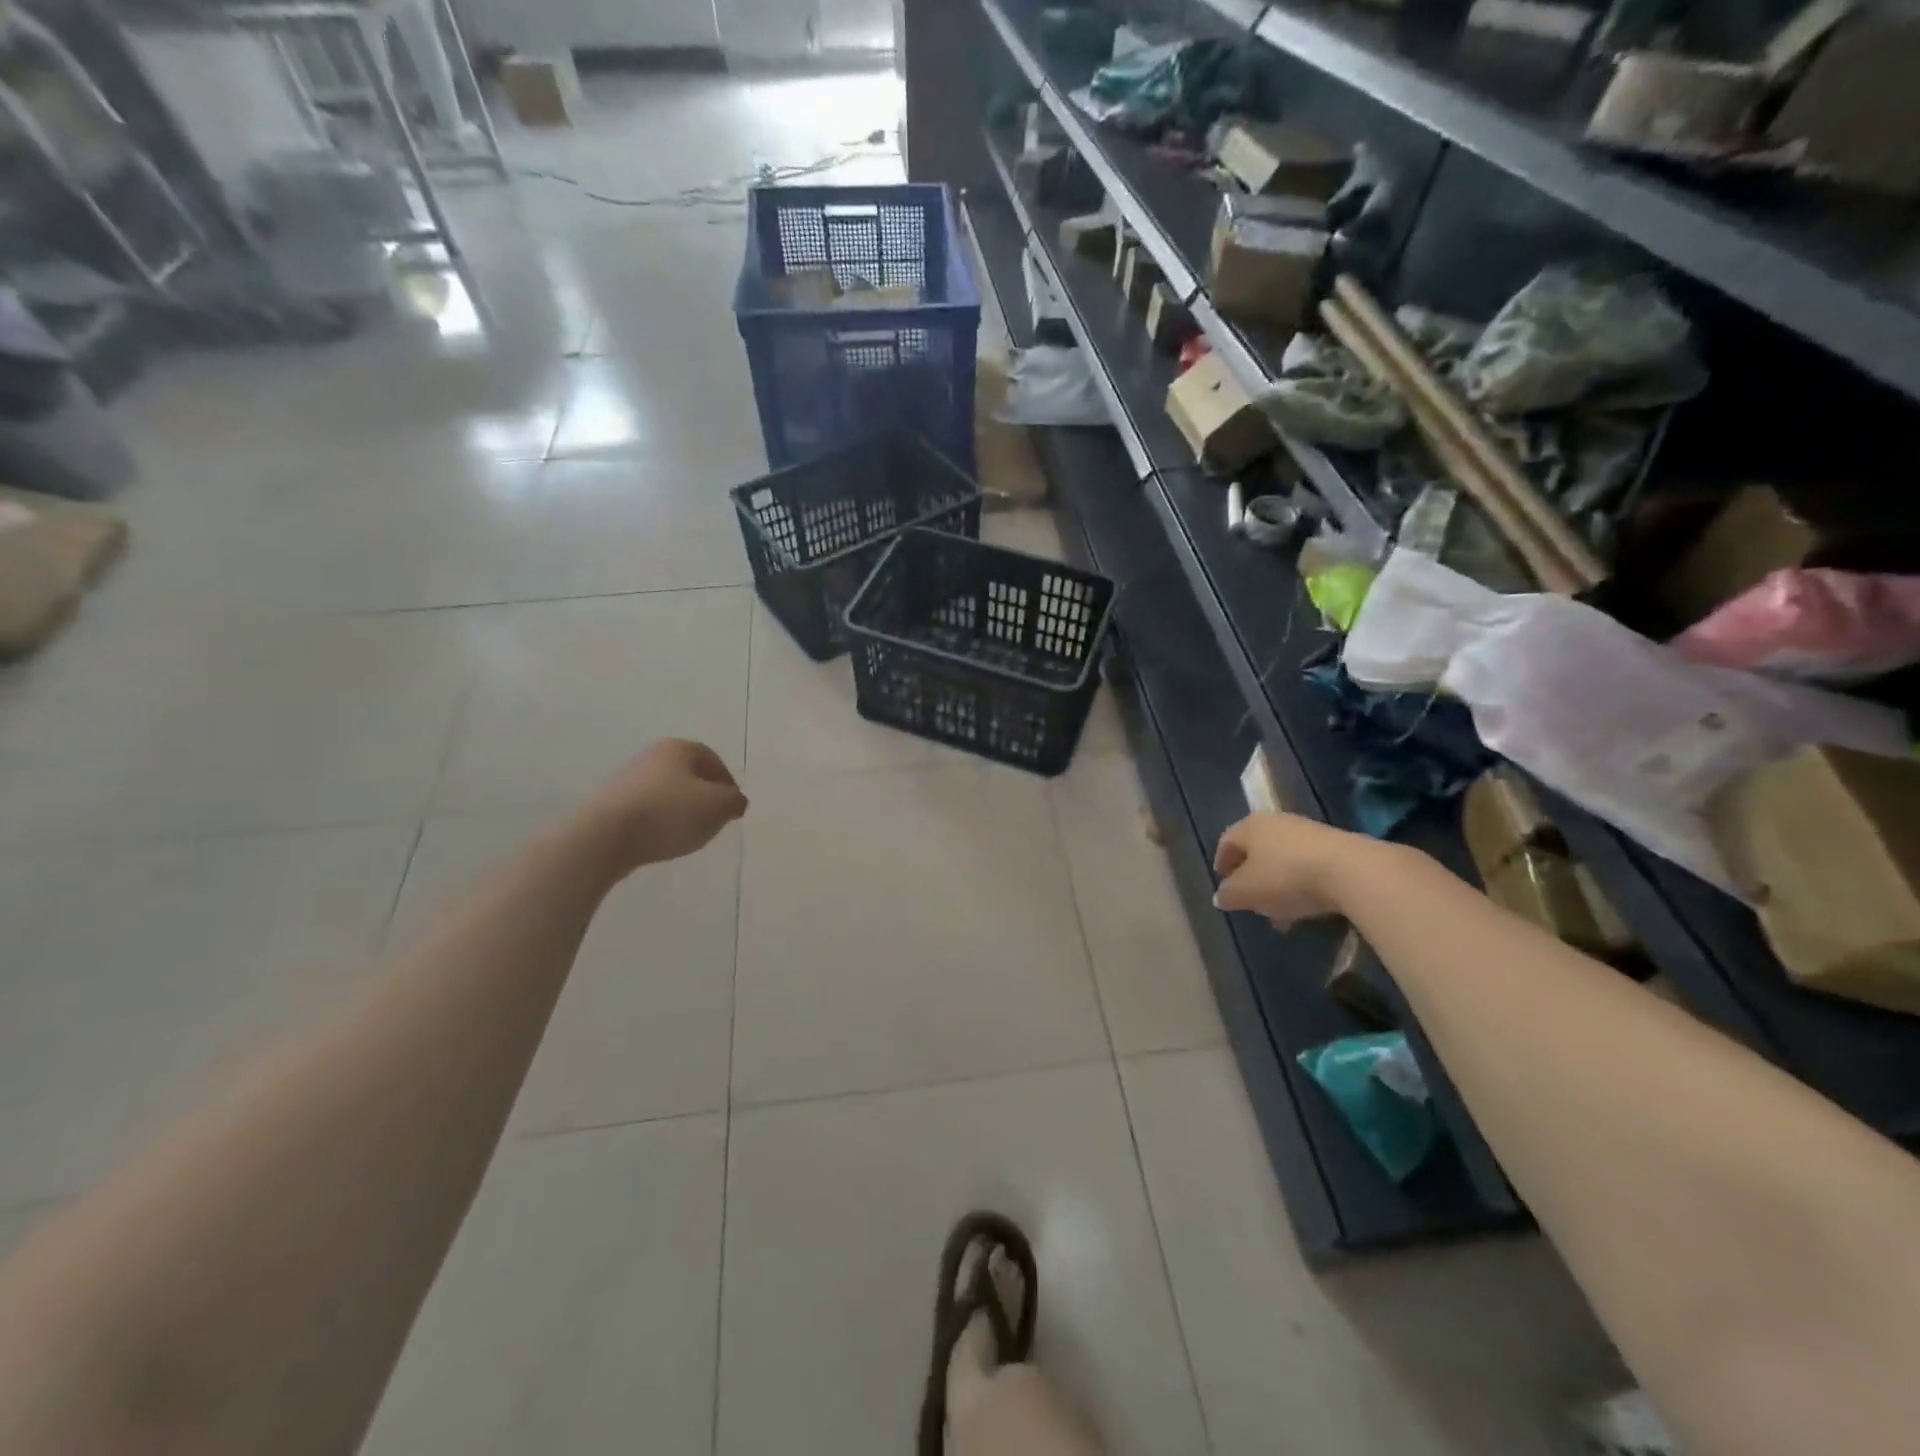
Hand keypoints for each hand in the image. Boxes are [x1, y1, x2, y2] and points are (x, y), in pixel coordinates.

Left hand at [579, 739, 747, 875]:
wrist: (605, 836)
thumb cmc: (670, 812)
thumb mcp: (719, 806)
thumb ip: (734, 801)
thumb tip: (735, 801)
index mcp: (678, 748)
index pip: (712, 759)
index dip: (727, 783)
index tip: (732, 807)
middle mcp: (651, 757)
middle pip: (688, 775)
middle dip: (704, 797)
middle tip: (713, 821)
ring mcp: (627, 780)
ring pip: (666, 793)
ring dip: (680, 811)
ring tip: (688, 835)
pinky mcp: (611, 806)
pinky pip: (646, 811)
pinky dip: (658, 823)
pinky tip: (661, 841)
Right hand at [1212, 812, 1363, 928]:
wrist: (1352, 871)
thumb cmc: (1286, 877)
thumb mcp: (1246, 892)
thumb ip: (1228, 894)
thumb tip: (1221, 895)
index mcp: (1250, 827)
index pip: (1227, 841)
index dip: (1222, 862)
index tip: (1223, 882)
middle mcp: (1277, 822)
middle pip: (1257, 850)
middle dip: (1252, 878)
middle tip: (1251, 901)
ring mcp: (1309, 832)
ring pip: (1284, 860)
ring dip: (1278, 885)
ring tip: (1281, 914)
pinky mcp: (1337, 846)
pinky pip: (1309, 867)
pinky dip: (1302, 885)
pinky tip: (1306, 908)